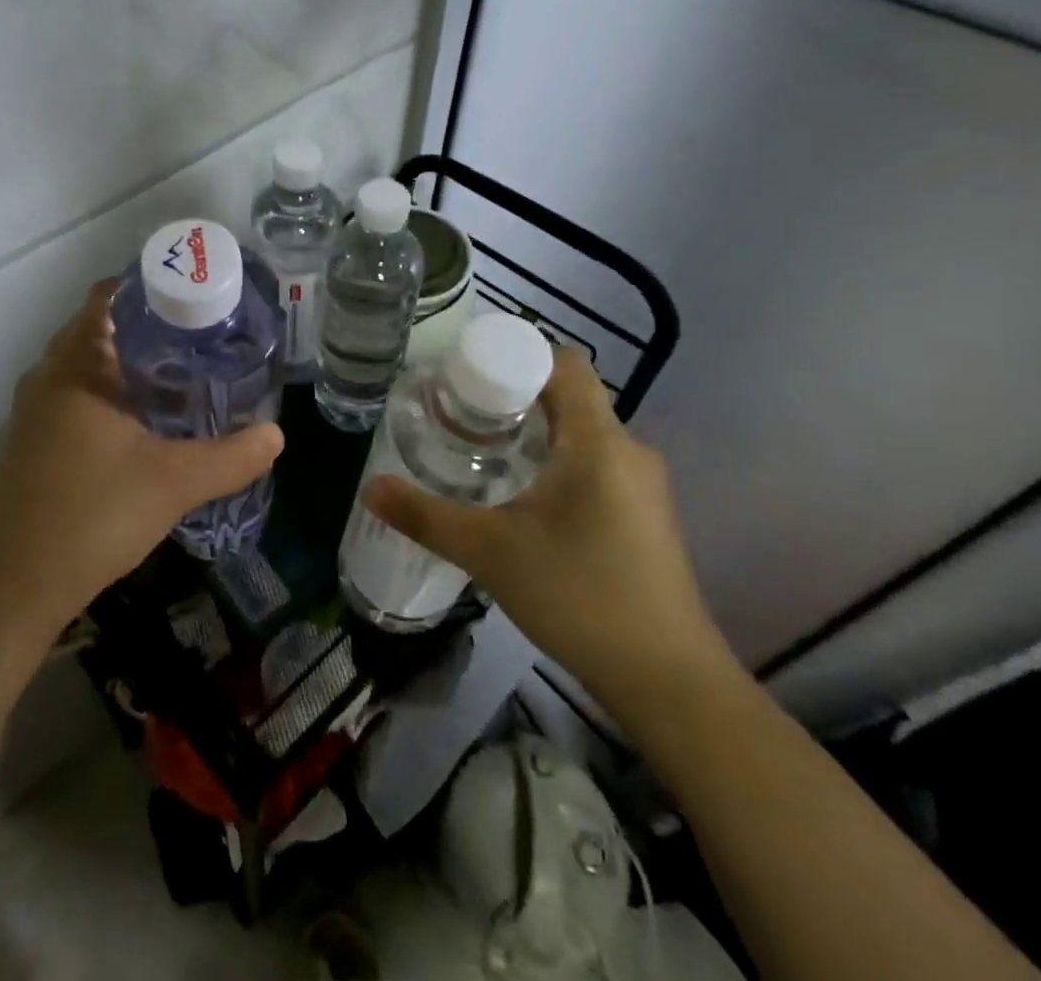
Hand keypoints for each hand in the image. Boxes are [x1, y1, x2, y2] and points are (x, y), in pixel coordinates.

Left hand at [0, 280, 284, 629]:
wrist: (14, 584)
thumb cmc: (93, 515)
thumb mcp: (174, 483)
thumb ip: (231, 457)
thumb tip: (277, 434)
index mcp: (76, 367)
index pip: (106, 297)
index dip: (148, 288)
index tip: (192, 296)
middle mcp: (48, 376)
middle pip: (97, 329)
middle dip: (146, 328)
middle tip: (198, 336)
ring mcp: (33, 410)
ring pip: (84, 365)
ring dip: (124, 363)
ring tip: (179, 373)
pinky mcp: (31, 440)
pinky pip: (73, 394)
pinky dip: (106, 392)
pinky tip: (140, 422)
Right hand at [362, 348, 735, 722]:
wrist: (669, 684)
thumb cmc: (581, 597)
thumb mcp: (489, 552)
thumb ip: (425, 516)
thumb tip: (370, 488)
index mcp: (597, 441)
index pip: (563, 363)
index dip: (513, 356)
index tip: (466, 377)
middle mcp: (627, 451)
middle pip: (566, 398)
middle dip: (510, 398)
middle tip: (456, 417)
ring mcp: (641, 486)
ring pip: (578, 435)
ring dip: (531, 434)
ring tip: (478, 453)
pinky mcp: (643, 517)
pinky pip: (593, 465)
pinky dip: (554, 464)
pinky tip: (520, 500)